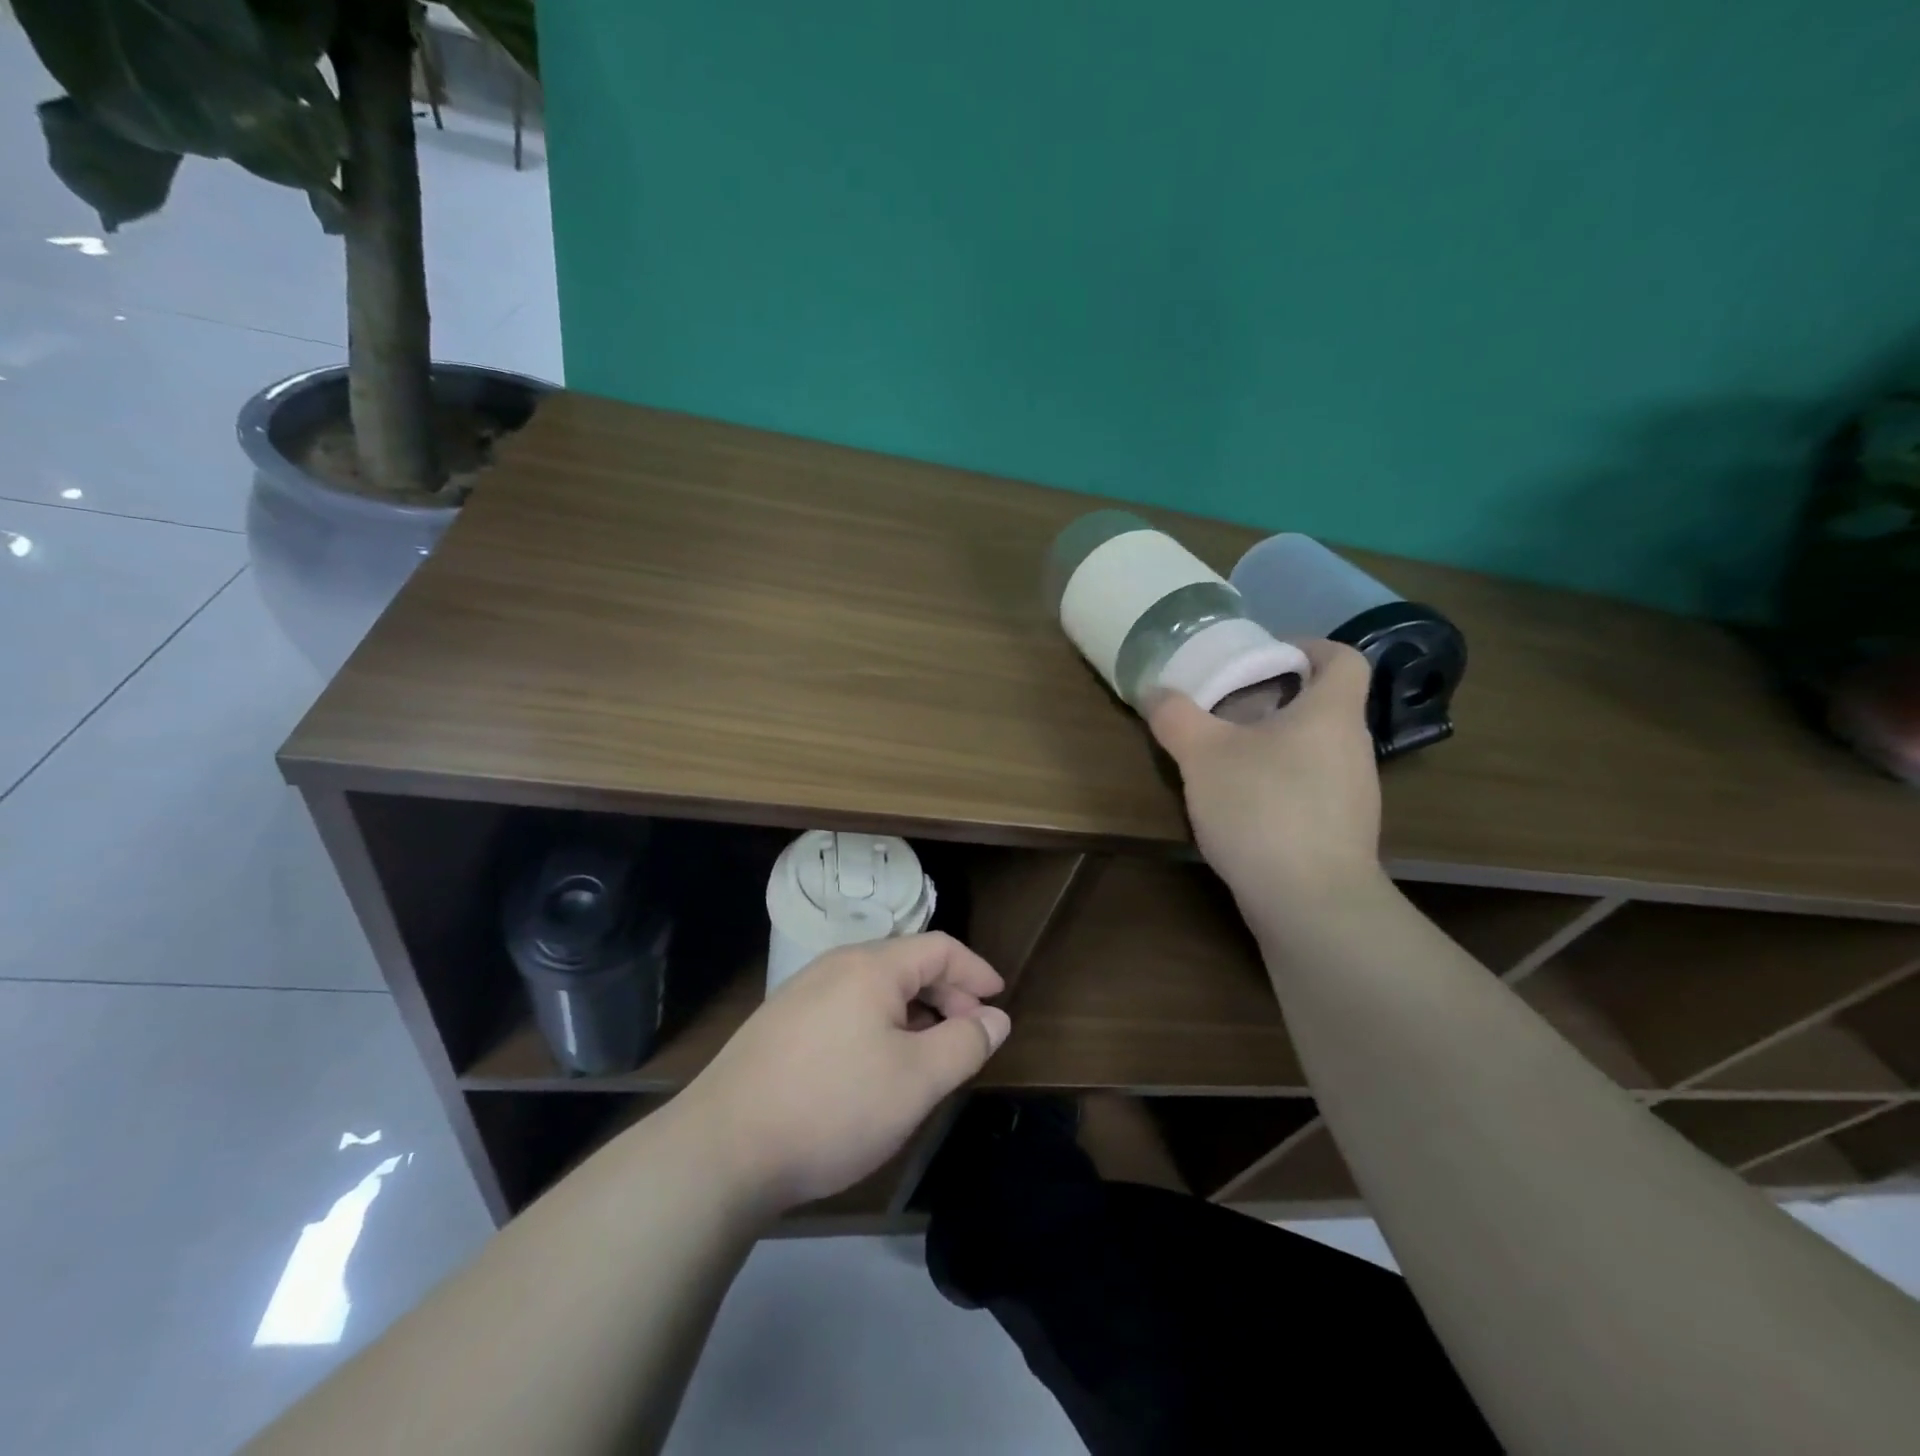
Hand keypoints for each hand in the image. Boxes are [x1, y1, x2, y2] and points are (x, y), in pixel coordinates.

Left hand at [672, 933, 1010, 1213]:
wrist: (722, 1148)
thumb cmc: (833, 1106)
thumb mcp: (916, 1080)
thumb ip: (964, 1044)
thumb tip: (995, 1018)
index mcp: (871, 967)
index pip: (938, 948)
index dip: (975, 970)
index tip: (999, 1000)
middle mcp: (834, 966)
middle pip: (906, 964)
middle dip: (947, 994)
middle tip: (971, 1033)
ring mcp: (801, 993)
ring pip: (874, 988)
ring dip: (913, 1011)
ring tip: (930, 1052)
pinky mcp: (780, 1025)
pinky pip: (846, 1008)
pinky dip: (879, 1024)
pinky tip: (877, 1065)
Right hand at [1146, 639, 1383, 921]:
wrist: (1309, 904)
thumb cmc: (1263, 809)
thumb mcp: (1203, 755)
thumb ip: (1176, 717)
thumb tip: (1155, 692)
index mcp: (1331, 714)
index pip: (1343, 658)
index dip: (1309, 647)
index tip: (1266, 655)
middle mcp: (1352, 747)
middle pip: (1323, 705)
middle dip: (1275, 698)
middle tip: (1226, 706)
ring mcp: (1353, 794)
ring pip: (1314, 749)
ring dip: (1274, 743)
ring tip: (1226, 756)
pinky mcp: (1341, 833)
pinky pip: (1311, 788)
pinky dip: (1280, 782)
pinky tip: (1241, 805)